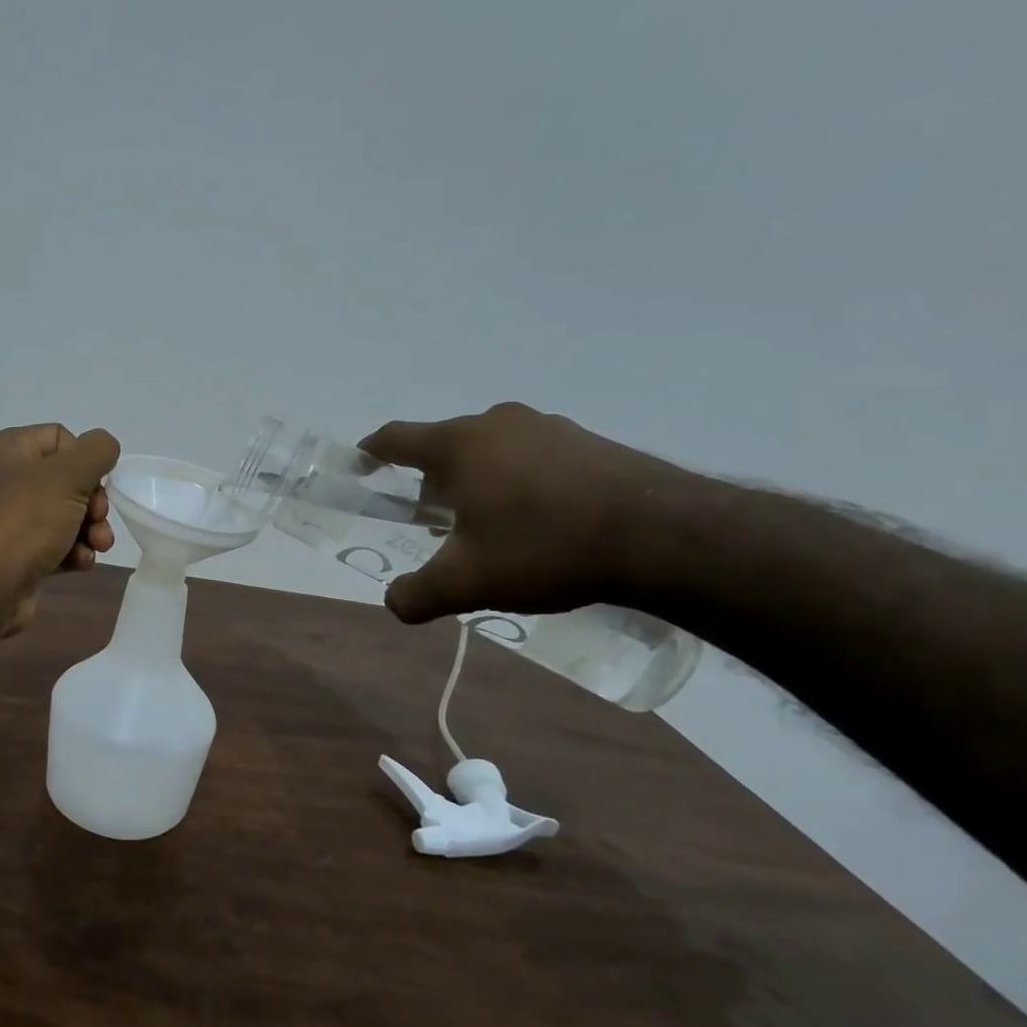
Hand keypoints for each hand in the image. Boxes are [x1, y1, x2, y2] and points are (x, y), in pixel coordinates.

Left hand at [0, 424, 121, 631]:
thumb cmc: (23, 521)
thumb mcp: (67, 476)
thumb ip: (96, 451)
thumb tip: (105, 446)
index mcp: (8, 449)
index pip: (61, 438)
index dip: (85, 460)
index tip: (93, 486)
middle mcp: (4, 479)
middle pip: (68, 480)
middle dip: (92, 504)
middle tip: (97, 521)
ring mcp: (9, 519)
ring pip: (65, 515)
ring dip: (88, 531)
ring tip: (97, 548)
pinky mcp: (16, 554)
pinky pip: (54, 544)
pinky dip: (72, 552)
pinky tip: (80, 565)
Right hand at [359, 402, 690, 623]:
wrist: (666, 536)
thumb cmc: (545, 548)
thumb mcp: (468, 582)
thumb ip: (417, 594)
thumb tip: (394, 603)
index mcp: (459, 445)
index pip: (396, 437)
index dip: (371, 451)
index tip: (360, 466)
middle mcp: (498, 423)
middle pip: (444, 445)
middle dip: (429, 479)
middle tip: (433, 521)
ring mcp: (548, 427)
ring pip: (490, 449)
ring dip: (476, 480)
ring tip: (488, 525)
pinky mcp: (589, 441)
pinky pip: (532, 455)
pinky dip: (518, 480)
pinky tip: (538, 521)